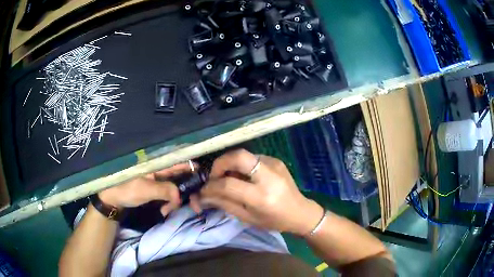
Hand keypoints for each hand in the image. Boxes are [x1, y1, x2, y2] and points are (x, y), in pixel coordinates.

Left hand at [98, 163, 193, 215]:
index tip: (203, 178)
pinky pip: (168, 196)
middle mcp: (159, 171)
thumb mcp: (145, 189)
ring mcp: (157, 181)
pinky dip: (169, 203)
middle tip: (192, 206)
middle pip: (180, 177)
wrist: (112, 199)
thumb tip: (181, 197)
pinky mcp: (155, 190)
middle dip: (186, 191)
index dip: (192, 167)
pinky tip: (164, 210)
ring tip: (167, 211)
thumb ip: (165, 190)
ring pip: (174, 189)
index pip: (178, 161)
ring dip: (175, 201)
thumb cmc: (126, 189)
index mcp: (157, 164)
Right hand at [200, 149, 323, 235]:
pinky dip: (241, 165)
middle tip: (214, 176)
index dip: (211, 186)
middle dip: (219, 163)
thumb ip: (224, 204)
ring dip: (229, 164)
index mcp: (261, 197)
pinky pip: (252, 158)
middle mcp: (268, 176)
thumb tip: (203, 195)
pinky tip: (243, 176)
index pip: (228, 184)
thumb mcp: (248, 218)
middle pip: (238, 156)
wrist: (301, 212)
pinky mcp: (276, 160)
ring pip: (243, 154)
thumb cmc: (274, 220)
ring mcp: (274, 164)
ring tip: (226, 177)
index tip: (203, 190)